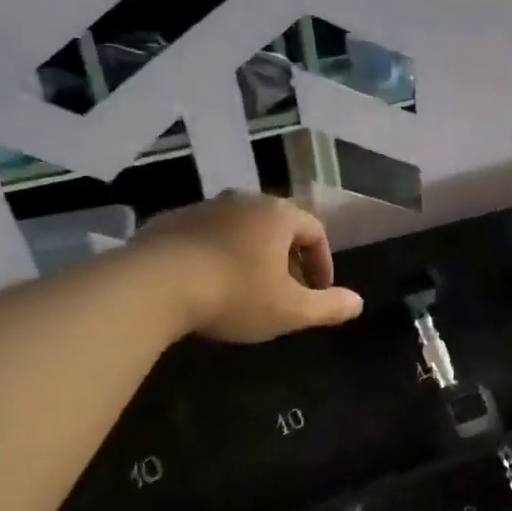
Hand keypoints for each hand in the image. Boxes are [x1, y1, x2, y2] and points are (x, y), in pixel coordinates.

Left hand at [135, 192, 363, 343]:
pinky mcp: (169, 221)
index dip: (323, 263)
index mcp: (278, 215)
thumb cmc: (235, 294)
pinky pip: (206, 236)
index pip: (315, 231)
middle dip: (287, 259)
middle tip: (285, 292)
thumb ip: (328, 306)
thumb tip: (358, 303)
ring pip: (240, 229)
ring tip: (246, 289)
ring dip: (251, 255)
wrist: (153, 285)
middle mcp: (244, 200)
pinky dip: (217, 255)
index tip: (318, 292)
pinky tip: (208, 285)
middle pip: (278, 227)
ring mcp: (204, 207)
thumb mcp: (290, 310)